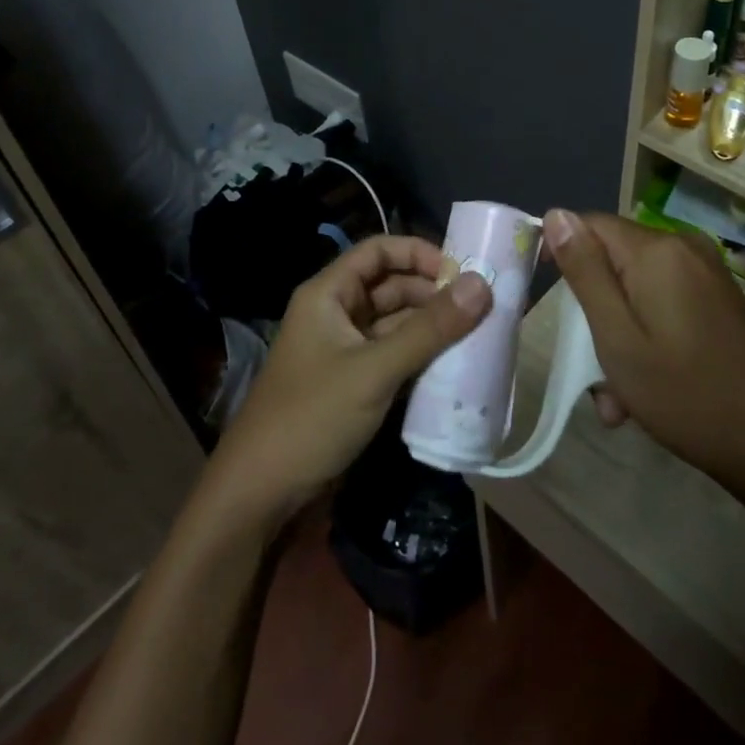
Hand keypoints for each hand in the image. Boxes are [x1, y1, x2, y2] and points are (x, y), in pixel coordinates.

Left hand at [200, 236, 489, 529]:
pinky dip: (422, 357)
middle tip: (482, 307)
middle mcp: (336, 313)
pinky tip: (455, 366)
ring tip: (479, 335)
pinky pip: (394, 356)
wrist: (261, 493)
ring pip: (396, 324)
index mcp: (329, 294)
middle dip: (433, 293)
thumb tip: (482, 285)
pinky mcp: (354, 384)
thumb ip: (429, 329)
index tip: (462, 271)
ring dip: (432, 328)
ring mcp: (344, 351)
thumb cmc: (311, 416)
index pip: (378, 251)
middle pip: (391, 287)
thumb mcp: (374, 370)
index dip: (418, 253)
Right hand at [542, 209, 744, 515]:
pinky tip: (649, 392)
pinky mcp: (722, 301)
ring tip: (619, 400)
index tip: (545, 297)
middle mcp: (684, 249)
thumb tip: (556, 214)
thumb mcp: (618, 337)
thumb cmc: (689, 395)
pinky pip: (666, 304)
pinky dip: (648, 337)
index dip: (559, 252)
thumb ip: (585, 272)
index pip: (588, 224)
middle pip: (614, 260)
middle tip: (588, 371)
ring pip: (638, 290)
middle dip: (594, 310)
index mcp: (656, 251)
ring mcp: (708, 275)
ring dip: (619, 335)